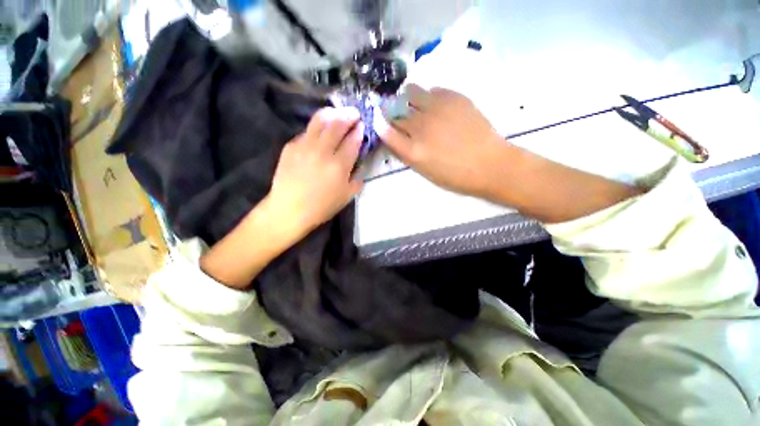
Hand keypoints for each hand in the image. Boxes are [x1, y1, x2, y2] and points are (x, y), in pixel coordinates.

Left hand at [266, 107, 363, 236]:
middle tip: (354, 113)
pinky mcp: (291, 146)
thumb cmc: (322, 206)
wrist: (289, 209)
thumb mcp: (347, 196)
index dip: (359, 131)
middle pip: (337, 124)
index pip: (352, 140)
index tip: (362, 125)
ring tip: (338, 113)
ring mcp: (305, 146)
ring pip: (320, 120)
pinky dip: (317, 127)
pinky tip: (320, 131)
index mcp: (339, 165)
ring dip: (332, 113)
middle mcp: (322, 151)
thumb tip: (359, 165)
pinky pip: (307, 131)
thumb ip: (357, 179)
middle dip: (348, 115)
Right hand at [375, 84, 504, 196]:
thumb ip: (406, 152)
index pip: (385, 130)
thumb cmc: (455, 175)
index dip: (380, 123)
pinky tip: (436, 105)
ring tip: (415, 104)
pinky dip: (429, 96)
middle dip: (393, 112)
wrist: (489, 164)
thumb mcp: (424, 171)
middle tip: (398, 114)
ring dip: (408, 98)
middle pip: (396, 111)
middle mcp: (420, 126)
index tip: (379, 120)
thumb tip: (394, 136)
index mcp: (412, 150)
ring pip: (411, 93)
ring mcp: (437, 109)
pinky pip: (433, 89)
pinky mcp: (454, 97)